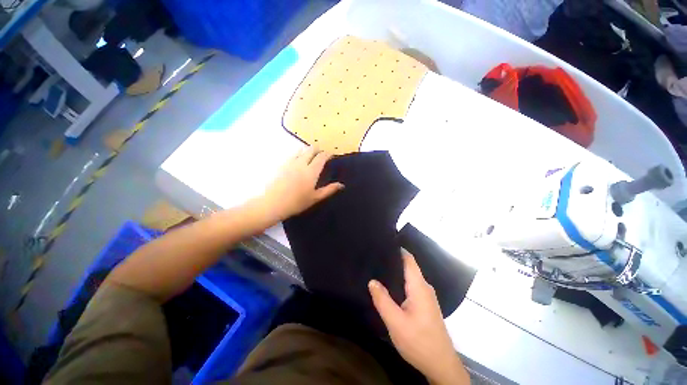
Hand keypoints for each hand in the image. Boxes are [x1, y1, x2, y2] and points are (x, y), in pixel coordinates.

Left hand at [260, 146, 343, 220]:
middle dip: (318, 149)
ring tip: (310, 157)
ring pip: (300, 150)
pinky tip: (298, 162)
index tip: (331, 155)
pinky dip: (298, 155)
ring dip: (307, 151)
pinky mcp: (282, 165)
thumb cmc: (297, 202)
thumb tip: (341, 185)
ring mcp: (290, 163)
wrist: (273, 203)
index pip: (321, 156)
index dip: (327, 154)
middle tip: (321, 155)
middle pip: (310, 149)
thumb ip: (329, 190)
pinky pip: (292, 155)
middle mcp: (301, 163)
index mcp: (311, 171)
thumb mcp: (315, 197)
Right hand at [369, 252, 468, 384]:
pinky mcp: (425, 304)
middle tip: (375, 257)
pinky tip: (389, 287)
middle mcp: (424, 287)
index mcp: (419, 287)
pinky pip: (411, 286)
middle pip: (409, 266)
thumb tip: (372, 281)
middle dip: (393, 260)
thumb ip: (383, 300)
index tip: (382, 244)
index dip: (397, 250)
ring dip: (396, 272)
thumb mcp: (396, 322)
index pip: (409, 260)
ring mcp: (426, 296)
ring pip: (409, 277)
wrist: (441, 365)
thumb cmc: (418, 342)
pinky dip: (400, 282)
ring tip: (379, 269)